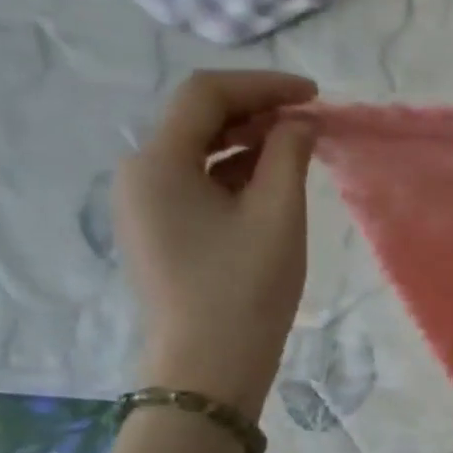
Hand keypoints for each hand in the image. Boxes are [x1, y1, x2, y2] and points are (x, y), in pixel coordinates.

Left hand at [116, 70, 317, 413]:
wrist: (208, 368)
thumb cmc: (245, 289)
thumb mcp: (277, 215)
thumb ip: (289, 156)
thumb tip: (298, 123)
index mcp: (158, 162)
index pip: (206, 95)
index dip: (263, 85)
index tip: (314, 95)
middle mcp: (139, 174)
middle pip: (197, 120)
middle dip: (256, 112)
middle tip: (310, 122)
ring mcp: (144, 205)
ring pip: (198, 152)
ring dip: (248, 143)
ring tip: (299, 150)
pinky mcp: (159, 231)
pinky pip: (196, 183)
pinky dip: (234, 173)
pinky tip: (271, 183)